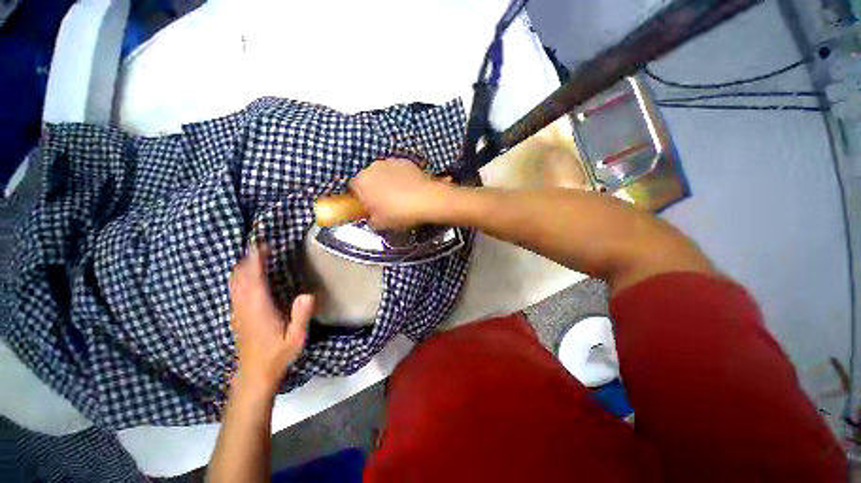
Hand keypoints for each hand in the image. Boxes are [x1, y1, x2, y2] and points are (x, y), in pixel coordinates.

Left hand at [229, 246, 314, 395]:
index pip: (253, 278)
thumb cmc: (277, 355)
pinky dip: (239, 277)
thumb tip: (308, 294)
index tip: (262, 245)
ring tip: (254, 256)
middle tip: (261, 246)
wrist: (255, 375)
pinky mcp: (237, 315)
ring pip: (234, 282)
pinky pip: (234, 290)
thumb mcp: (295, 338)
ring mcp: (238, 311)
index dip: (256, 260)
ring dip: (242, 267)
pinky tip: (247, 276)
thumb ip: (301, 316)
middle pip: (239, 277)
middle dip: (248, 259)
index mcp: (258, 308)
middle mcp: (244, 306)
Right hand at [349, 158, 452, 228]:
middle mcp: (372, 167)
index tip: (368, 206)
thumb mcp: (380, 224)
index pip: (352, 188)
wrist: (426, 199)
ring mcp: (389, 162)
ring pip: (382, 172)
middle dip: (373, 188)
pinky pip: (397, 170)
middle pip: (368, 178)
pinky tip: (409, 187)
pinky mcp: (405, 161)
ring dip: (386, 181)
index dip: (360, 198)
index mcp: (361, 182)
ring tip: (399, 194)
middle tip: (383, 202)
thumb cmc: (399, 213)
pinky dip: (400, 176)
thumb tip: (372, 217)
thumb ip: (371, 219)